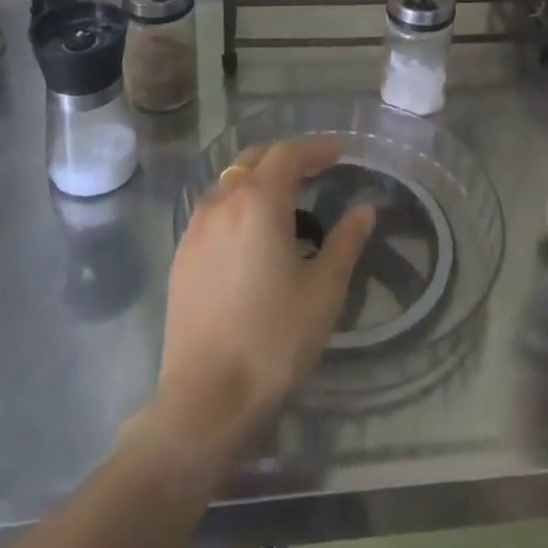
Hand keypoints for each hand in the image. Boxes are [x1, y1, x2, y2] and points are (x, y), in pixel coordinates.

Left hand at [151, 139, 373, 465]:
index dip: (315, 148)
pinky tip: (252, 235)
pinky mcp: (182, 255)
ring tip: (286, 202)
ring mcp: (195, 228)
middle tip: (316, 171)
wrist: (205, 399)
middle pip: (254, 160)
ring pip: (230, 183)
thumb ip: (345, 242)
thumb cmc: (273, 341)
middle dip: (286, 158)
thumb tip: (364, 209)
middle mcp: (222, 203)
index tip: (340, 153)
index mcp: (258, 203)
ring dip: (259, 180)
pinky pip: (214, 210)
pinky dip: (238, 204)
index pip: (287, 154)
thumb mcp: (323, 291)